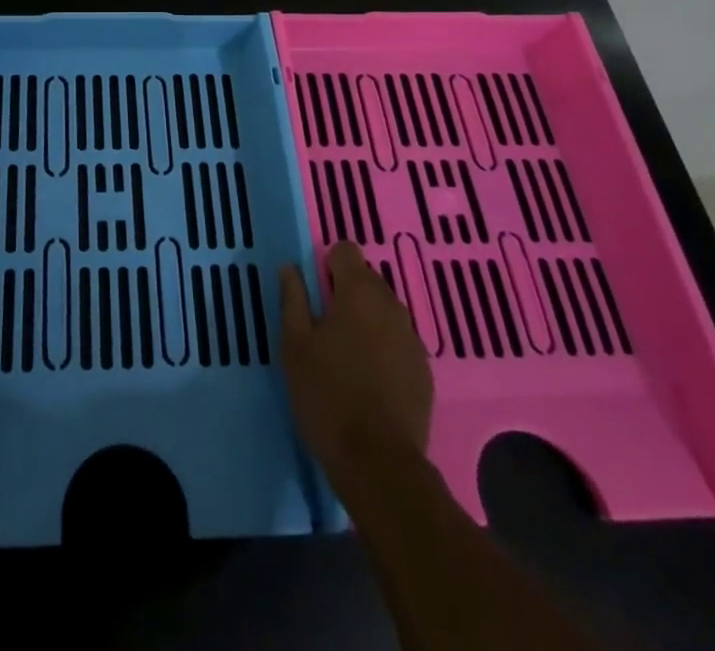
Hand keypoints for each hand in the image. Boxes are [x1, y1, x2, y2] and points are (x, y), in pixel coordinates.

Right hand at [278, 241, 434, 500]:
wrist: (379, 464)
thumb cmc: (327, 395)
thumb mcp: (295, 345)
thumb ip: (293, 299)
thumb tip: (291, 267)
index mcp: (358, 292)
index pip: (346, 250)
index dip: (327, 264)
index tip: (314, 291)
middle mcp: (391, 306)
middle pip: (367, 279)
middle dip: (346, 292)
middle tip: (323, 325)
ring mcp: (412, 339)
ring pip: (384, 311)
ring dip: (366, 319)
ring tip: (345, 353)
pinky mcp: (424, 371)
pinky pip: (398, 341)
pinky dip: (383, 347)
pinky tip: (368, 378)